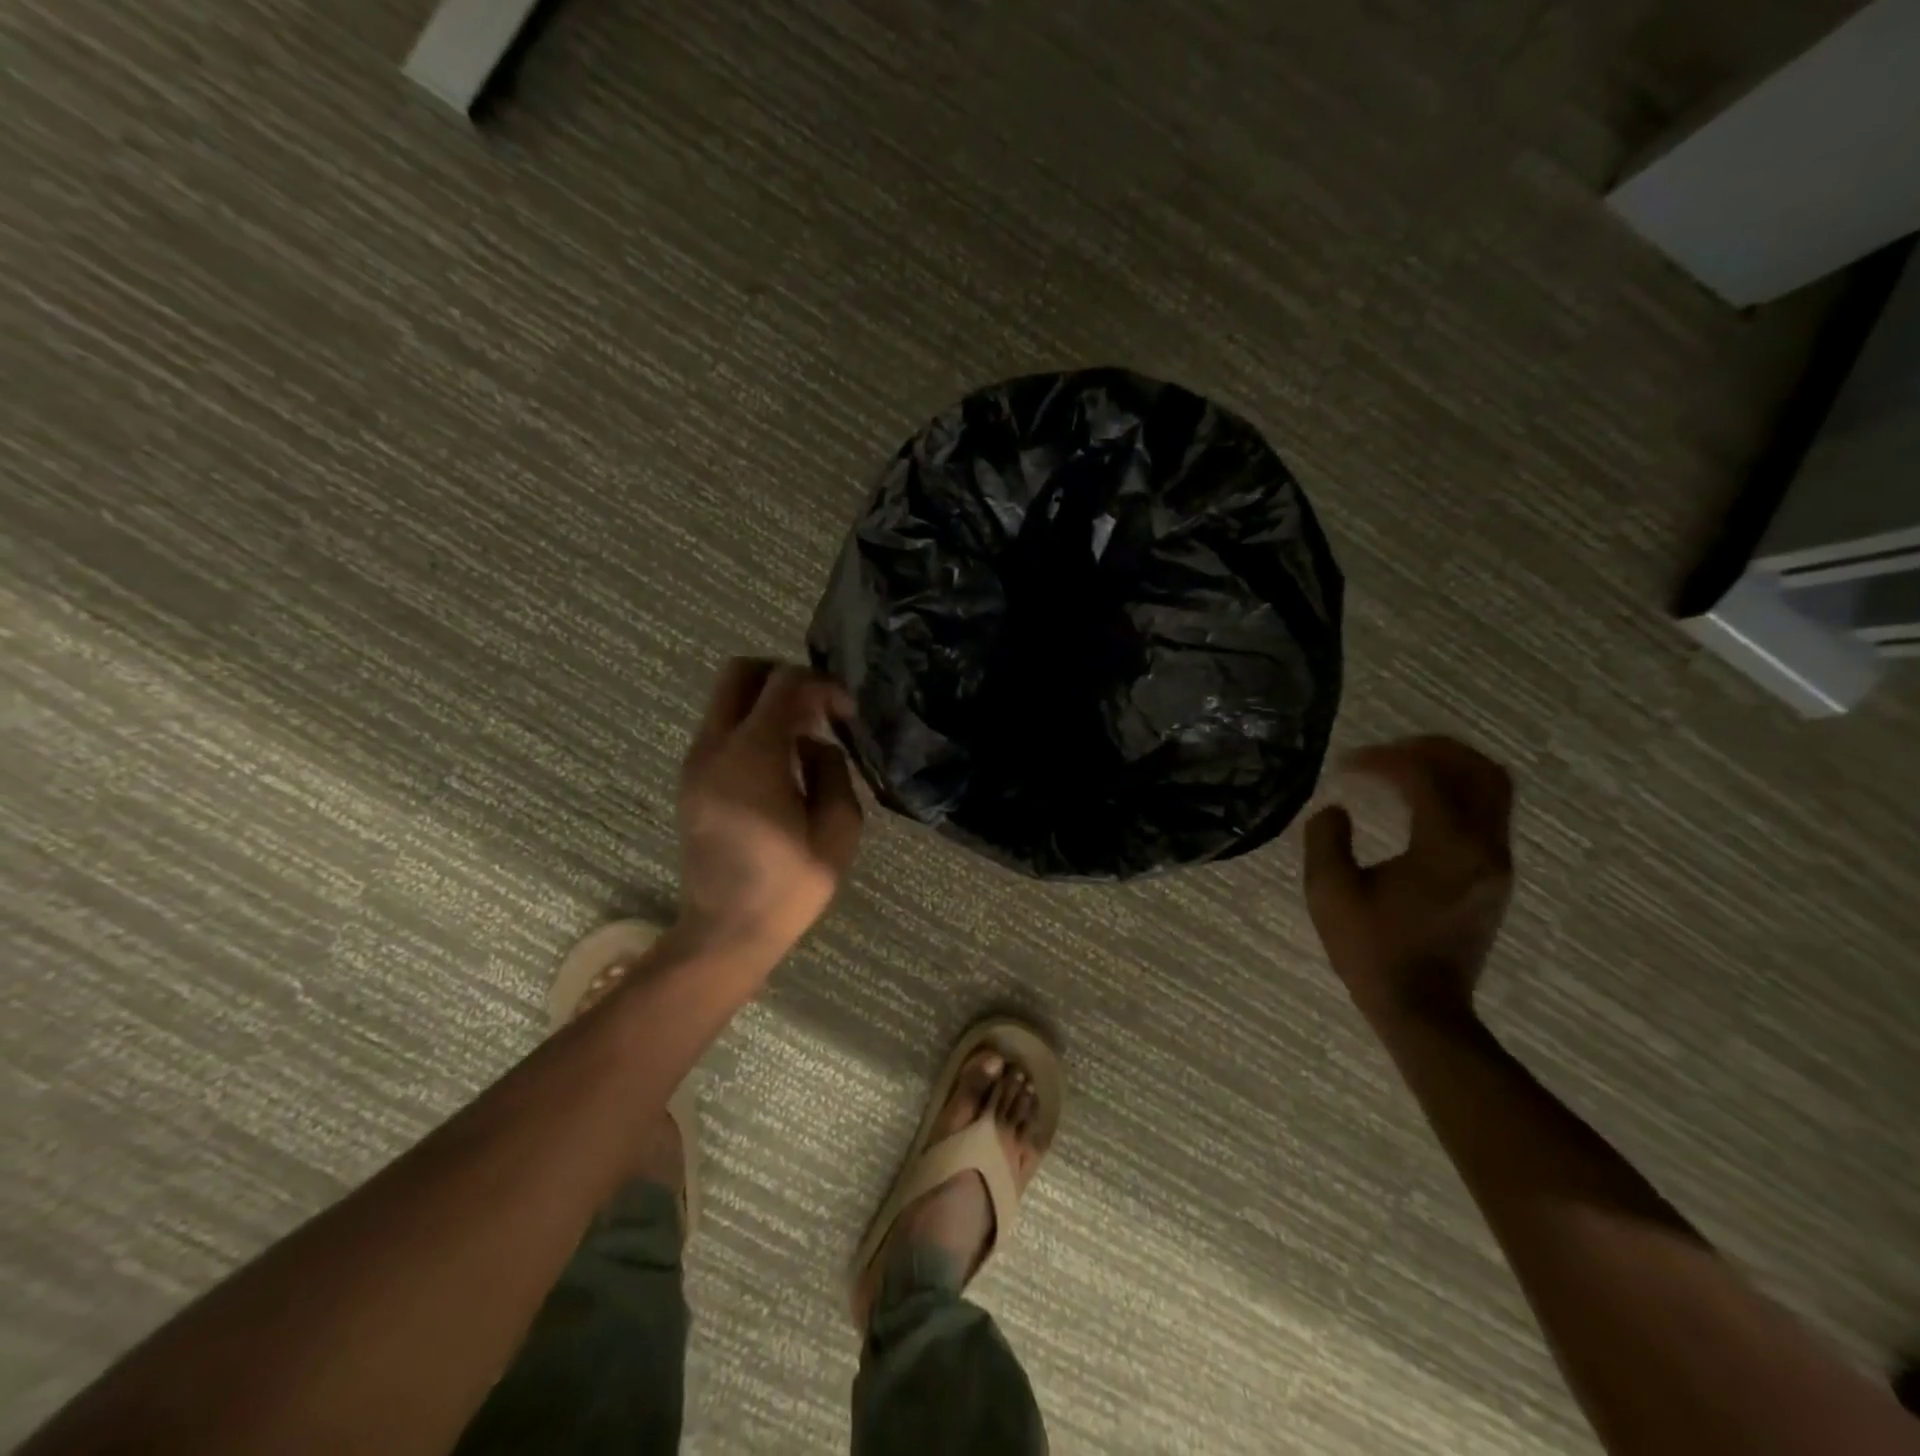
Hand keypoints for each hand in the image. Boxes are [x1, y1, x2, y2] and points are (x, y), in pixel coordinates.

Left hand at [674, 659, 864, 966]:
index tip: (845, 714)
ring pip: (727, 698)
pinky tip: (780, 763)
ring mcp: (695, 762)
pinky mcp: (691, 779)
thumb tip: (814, 744)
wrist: (725, 932)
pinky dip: (752, 726)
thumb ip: (832, 770)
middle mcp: (714, 748)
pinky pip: (721, 727)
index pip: (784, 684)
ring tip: (802, 739)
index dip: (822, 686)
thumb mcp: (837, 830)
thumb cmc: (788, 887)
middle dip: (784, 677)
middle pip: (741, 672)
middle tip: (817, 709)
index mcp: (752, 758)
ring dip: (767, 703)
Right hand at [1302, 736, 1514, 1028]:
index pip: (1424, 778)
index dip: (1383, 760)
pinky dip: (1457, 791)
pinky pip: (1488, 812)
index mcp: (1446, 848)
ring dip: (1450, 767)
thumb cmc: (1372, 950)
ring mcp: (1497, 862)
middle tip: (1385, 752)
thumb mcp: (1329, 892)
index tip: (1345, 764)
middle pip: (1478, 770)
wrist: (1422, 1007)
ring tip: (1403, 767)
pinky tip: (1418, 801)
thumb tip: (1336, 809)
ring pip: (1493, 789)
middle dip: (1430, 749)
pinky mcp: (1495, 876)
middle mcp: (1485, 848)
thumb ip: (1326, 839)